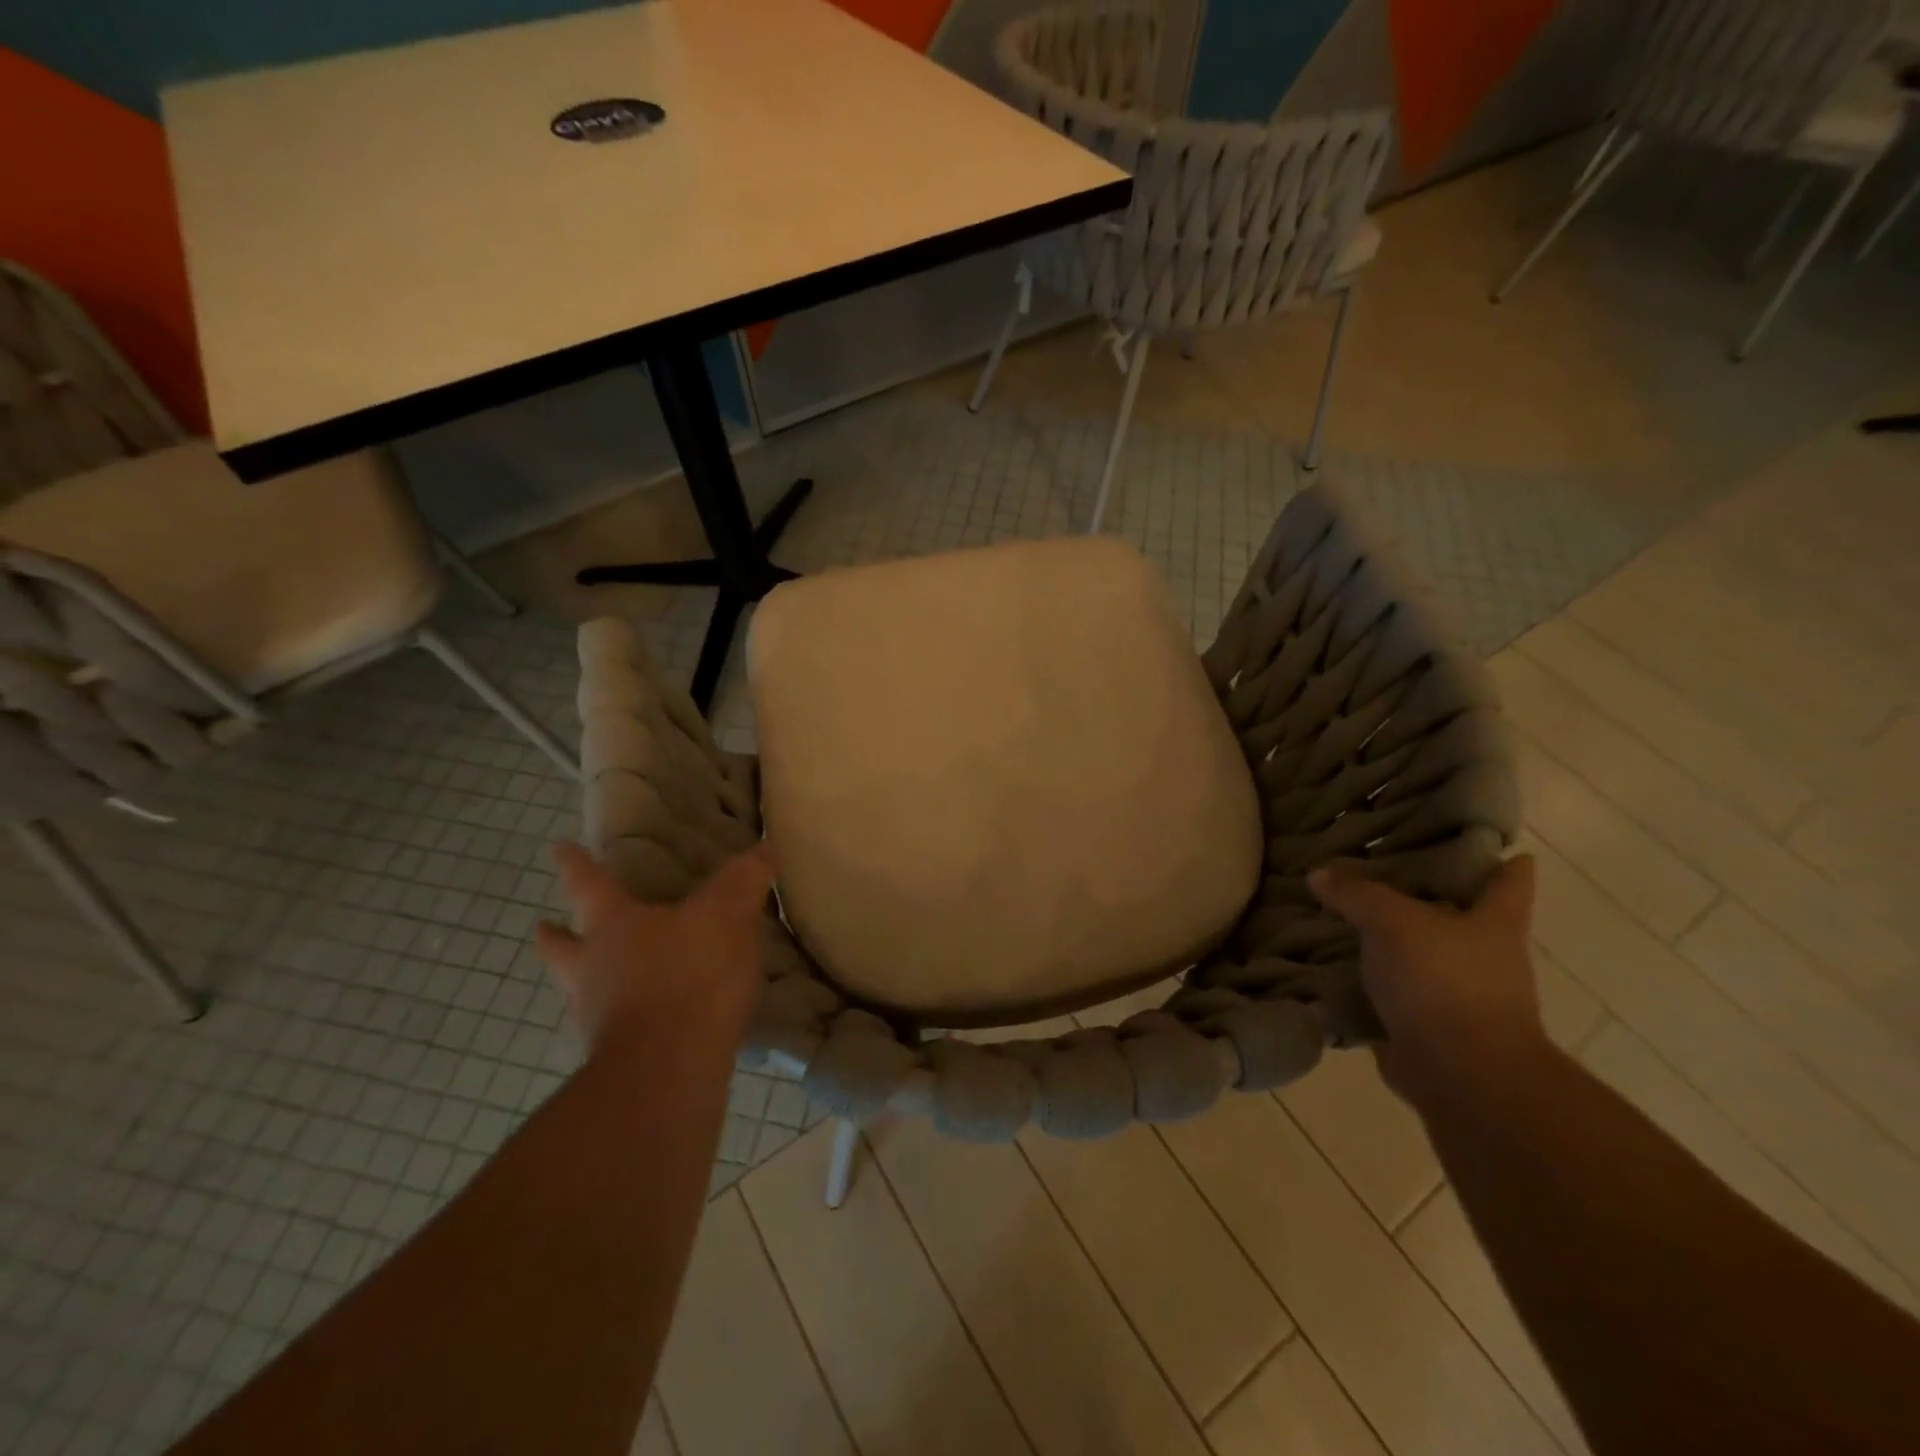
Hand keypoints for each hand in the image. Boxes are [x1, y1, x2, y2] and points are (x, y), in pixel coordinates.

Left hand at [536, 842, 773, 1057]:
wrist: (670, 1070)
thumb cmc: (690, 975)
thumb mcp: (727, 915)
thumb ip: (744, 880)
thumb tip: (765, 846)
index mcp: (612, 926)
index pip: (589, 884)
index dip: (575, 864)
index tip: (558, 848)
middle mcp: (592, 969)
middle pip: (561, 947)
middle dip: (555, 934)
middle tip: (545, 925)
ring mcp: (599, 1017)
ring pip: (578, 990)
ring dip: (583, 979)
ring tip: (596, 976)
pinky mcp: (617, 1057)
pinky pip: (612, 1026)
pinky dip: (620, 1017)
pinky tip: (643, 1019)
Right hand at [1308, 855, 1550, 1107]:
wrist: (1461, 1076)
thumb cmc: (1445, 983)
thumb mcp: (1394, 922)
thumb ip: (1356, 894)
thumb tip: (1318, 874)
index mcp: (1495, 921)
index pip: (1509, 877)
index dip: (1492, 853)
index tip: (1459, 831)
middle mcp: (1483, 953)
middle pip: (1456, 910)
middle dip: (1420, 890)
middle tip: (1372, 863)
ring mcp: (1457, 991)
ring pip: (1418, 949)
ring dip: (1386, 936)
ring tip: (1339, 909)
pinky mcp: (1426, 1022)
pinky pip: (1391, 987)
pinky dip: (1366, 976)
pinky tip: (1329, 958)